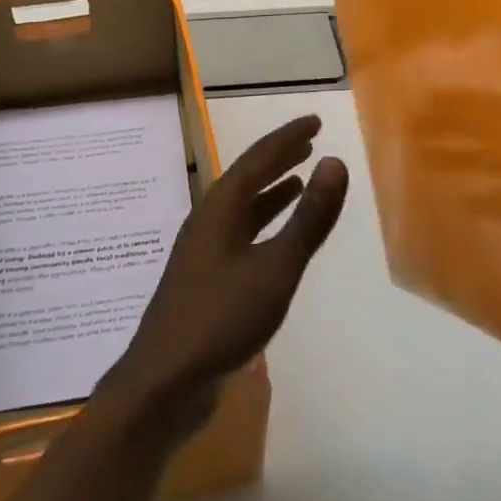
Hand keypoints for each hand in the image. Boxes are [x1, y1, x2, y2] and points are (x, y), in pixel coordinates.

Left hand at [104, 116, 347, 423]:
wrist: (164, 380)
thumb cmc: (222, 318)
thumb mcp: (275, 268)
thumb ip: (308, 218)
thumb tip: (335, 162)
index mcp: (221, 208)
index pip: (259, 158)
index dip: (288, 137)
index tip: (315, 121)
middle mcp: (208, 219)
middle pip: (247, 177)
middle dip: (278, 157)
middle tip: (309, 141)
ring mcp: (203, 249)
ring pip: (242, 206)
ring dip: (271, 190)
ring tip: (299, 179)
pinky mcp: (204, 277)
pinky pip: (240, 233)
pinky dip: (262, 222)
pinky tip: (275, 237)